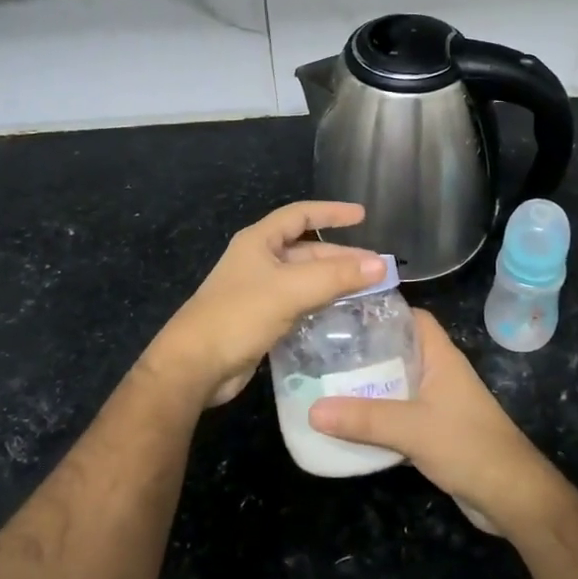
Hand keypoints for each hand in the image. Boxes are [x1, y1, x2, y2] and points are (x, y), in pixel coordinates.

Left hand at [143, 201, 384, 409]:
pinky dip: (321, 303)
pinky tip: (342, 314)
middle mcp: (259, 260)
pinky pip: (298, 303)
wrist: (195, 365)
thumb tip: (382, 264)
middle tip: (376, 268)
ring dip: (333, 281)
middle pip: (306, 249)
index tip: (363, 216)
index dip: (332, 212)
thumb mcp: (291, 290)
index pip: (300, 215)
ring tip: (367, 290)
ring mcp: (259, 291)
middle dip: (340, 256)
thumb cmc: (239, 315)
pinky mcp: (261, 319)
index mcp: (259, 241)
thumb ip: (336, 276)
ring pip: (304, 278)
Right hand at [309, 310, 563, 535]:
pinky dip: (377, 415)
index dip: (381, 311)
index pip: (412, 317)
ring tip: (327, 383)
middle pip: (399, 349)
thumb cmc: (467, 446)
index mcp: (440, 356)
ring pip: (397, 383)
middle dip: (365, 351)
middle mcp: (439, 373)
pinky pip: (399, 413)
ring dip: (368, 385)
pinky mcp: (435, 431)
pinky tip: (349, 422)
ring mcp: (438, 402)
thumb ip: (364, 419)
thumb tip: (312, 410)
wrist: (510, 495)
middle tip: (323, 351)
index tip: (343, 314)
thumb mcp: (411, 428)